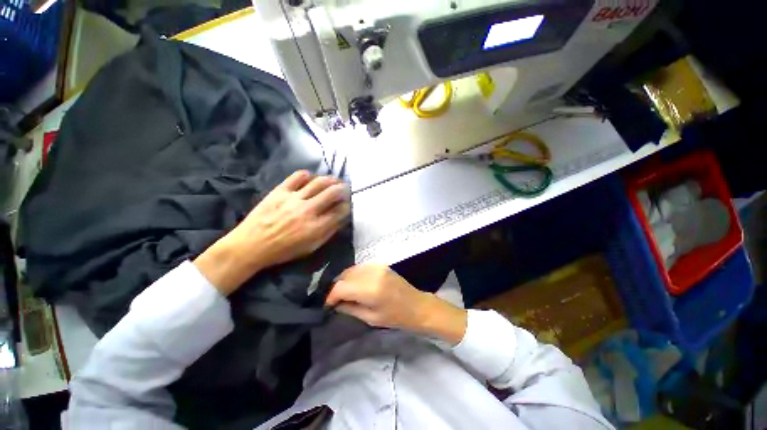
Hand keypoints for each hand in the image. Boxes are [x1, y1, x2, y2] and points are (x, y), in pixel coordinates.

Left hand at [195, 171, 349, 294]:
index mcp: (316, 227)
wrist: (250, 246)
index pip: (340, 211)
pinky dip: (308, 175)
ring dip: (331, 180)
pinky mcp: (280, 191)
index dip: (347, 206)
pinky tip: (311, 179)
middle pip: (333, 192)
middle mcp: (308, 210)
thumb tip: (341, 219)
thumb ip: (328, 232)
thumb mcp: (311, 247)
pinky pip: (298, 176)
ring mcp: (293, 198)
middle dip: (343, 189)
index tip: (347, 204)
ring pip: (319, 182)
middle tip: (345, 188)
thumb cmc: (283, 250)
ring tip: (334, 180)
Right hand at [326, 265, 467, 344]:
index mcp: (370, 289)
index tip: (327, 305)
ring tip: (343, 293)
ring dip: (344, 280)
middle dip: (336, 288)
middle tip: (334, 300)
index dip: (331, 296)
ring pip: (351, 269)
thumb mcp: (370, 318)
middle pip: (344, 275)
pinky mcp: (380, 264)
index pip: (341, 287)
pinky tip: (355, 285)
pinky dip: (354, 275)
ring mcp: (377, 266)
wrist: (417, 305)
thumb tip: (335, 304)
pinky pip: (360, 267)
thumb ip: (350, 308)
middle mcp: (372, 273)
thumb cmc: (395, 317)